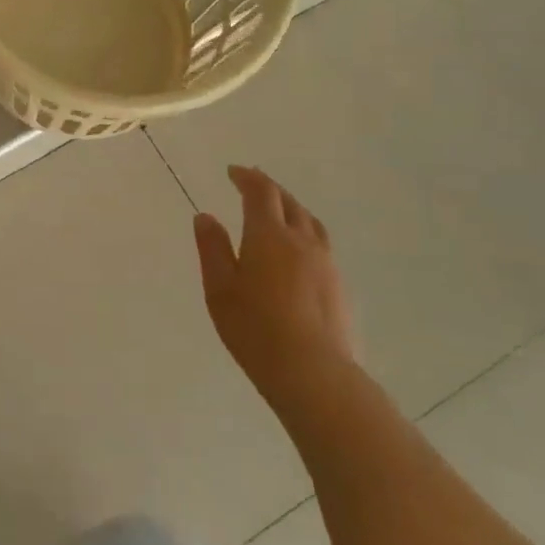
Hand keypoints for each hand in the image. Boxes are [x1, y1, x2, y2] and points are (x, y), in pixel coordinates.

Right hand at [193, 167, 355, 413]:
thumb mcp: (219, 289)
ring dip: (292, 209)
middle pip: (289, 202)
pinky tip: (298, 252)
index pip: (260, 193)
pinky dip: (305, 234)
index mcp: (269, 235)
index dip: (247, 177)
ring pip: (310, 223)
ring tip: (279, 212)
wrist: (313, 372)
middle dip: (269, 189)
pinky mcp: (339, 286)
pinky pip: (321, 245)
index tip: (233, 172)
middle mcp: (302, 241)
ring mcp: (326, 263)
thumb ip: (212, 249)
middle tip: (252, 184)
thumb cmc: (255, 329)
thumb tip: (205, 216)